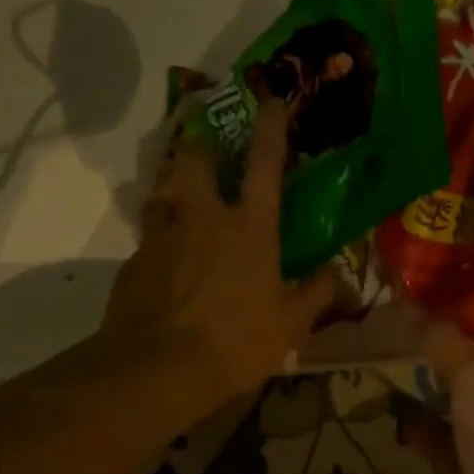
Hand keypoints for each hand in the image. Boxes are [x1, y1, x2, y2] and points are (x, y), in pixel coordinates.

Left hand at [103, 100, 338, 400]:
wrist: (153, 372)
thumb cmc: (234, 341)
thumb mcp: (290, 325)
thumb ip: (317, 293)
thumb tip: (339, 272)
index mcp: (250, 227)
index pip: (264, 164)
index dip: (270, 128)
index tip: (271, 101)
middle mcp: (205, 218)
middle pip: (197, 161)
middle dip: (202, 145)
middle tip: (208, 145)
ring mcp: (164, 236)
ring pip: (166, 192)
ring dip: (175, 186)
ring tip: (183, 195)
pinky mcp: (134, 262)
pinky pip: (149, 236)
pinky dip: (160, 238)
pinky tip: (165, 260)